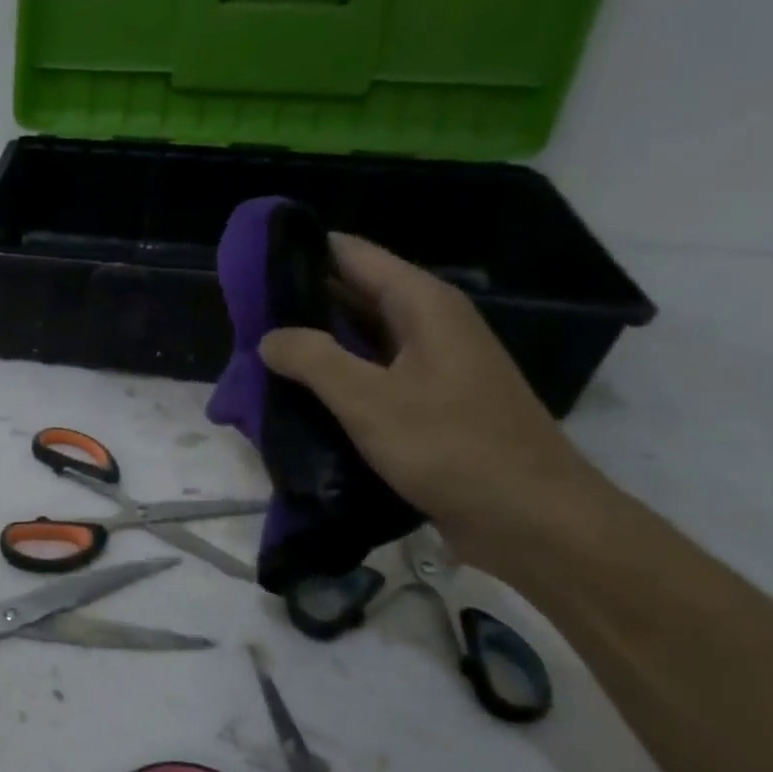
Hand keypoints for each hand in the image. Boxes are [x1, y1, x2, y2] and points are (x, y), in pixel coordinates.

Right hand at [259, 235, 610, 572]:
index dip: (301, 251)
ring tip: (257, 352)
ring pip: (359, 337)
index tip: (249, 262)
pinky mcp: (428, 403)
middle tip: (240, 316)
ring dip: (314, 343)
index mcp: (423, 305)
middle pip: (353, 293)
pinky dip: (334, 377)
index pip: (352, 254)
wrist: (531, 520)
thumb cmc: (452, 447)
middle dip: (299, 301)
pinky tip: (296, 394)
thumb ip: (312, 360)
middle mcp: (429, 324)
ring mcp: (431, 365)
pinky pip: (370, 374)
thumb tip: (268, 337)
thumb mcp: (369, 400)